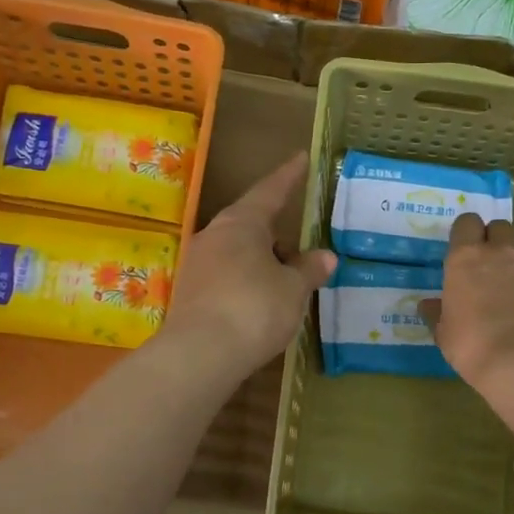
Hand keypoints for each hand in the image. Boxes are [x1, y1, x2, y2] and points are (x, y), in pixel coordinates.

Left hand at [162, 152, 335, 378]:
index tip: (301, 158)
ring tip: (285, 284)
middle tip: (301, 253)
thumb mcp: (292, 289)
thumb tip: (325, 257)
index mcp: (241, 223)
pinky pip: (225, 278)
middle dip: (277, 236)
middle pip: (250, 225)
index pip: (270, 191)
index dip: (289, 177)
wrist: (199, 355)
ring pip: (237, 253)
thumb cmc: (254, 309)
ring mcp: (197, 265)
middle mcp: (213, 236)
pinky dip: (245, 283)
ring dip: (261, 263)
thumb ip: (308, 270)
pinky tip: (259, 304)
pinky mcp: (189, 295)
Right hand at [419, 214, 513, 386]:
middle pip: (499, 227)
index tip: (462, 250)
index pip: (466, 223)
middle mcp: (499, 253)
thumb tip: (428, 305)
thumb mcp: (445, 333)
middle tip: (487, 266)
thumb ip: (438, 313)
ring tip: (510, 294)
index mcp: (465, 258)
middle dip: (493, 239)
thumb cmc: (472, 344)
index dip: (465, 233)